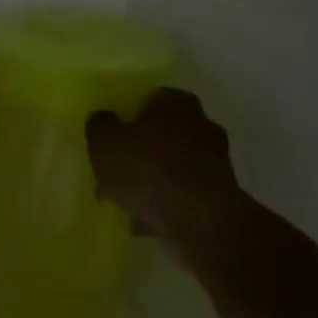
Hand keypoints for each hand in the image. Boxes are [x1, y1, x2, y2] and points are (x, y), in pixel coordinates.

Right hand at [87, 88, 247, 253]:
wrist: (197, 219)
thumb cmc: (147, 169)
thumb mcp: (104, 142)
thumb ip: (99, 125)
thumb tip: (103, 119)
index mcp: (176, 103)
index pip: (149, 99)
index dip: (127, 116)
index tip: (111, 136)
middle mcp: (201, 124)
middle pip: (161, 133)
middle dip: (138, 150)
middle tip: (113, 169)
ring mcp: (214, 160)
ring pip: (170, 164)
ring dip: (149, 177)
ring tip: (123, 198)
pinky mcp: (217, 192)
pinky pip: (181, 190)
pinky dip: (164, 199)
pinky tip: (143, 216)